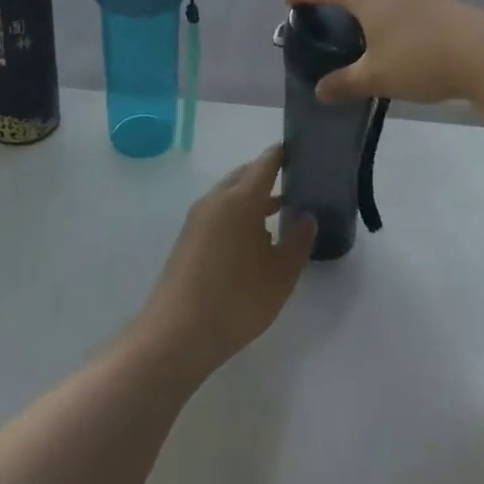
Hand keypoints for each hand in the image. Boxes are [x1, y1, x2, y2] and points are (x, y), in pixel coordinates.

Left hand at [141, 147, 315, 376]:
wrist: (177, 333)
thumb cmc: (237, 299)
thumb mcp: (280, 274)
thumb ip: (298, 241)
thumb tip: (306, 215)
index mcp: (240, 199)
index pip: (264, 163)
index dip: (281, 154)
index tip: (299, 150)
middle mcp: (216, 200)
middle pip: (244, 176)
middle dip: (267, 176)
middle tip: (293, 184)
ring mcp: (198, 218)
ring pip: (230, 195)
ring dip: (252, 198)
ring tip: (279, 213)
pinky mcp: (188, 238)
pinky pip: (218, 213)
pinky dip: (237, 214)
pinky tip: (252, 240)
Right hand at [284, 0, 483, 105]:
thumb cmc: (420, 60)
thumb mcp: (377, 77)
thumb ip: (345, 83)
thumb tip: (319, 91)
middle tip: (334, 17)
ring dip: (374, 5)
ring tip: (370, 28)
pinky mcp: (442, 0)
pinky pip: (407, 1)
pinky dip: (396, 13)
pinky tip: (402, 36)